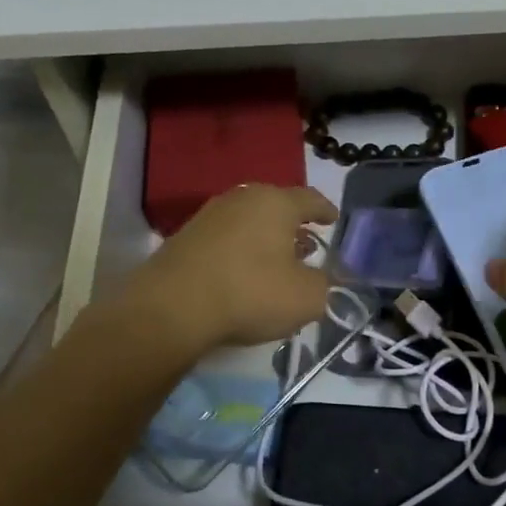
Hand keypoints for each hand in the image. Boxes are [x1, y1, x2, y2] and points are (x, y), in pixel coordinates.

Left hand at [119, 184, 335, 356]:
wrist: (172, 307)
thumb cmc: (250, 292)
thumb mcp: (306, 298)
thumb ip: (325, 286)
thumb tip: (324, 281)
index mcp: (276, 203)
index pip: (310, 199)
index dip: (325, 211)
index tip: (333, 220)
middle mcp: (243, 198)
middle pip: (277, 207)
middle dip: (294, 225)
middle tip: (307, 245)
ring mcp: (210, 215)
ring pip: (249, 221)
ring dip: (265, 238)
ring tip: (276, 261)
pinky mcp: (186, 236)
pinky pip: (226, 238)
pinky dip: (241, 250)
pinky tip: (243, 273)